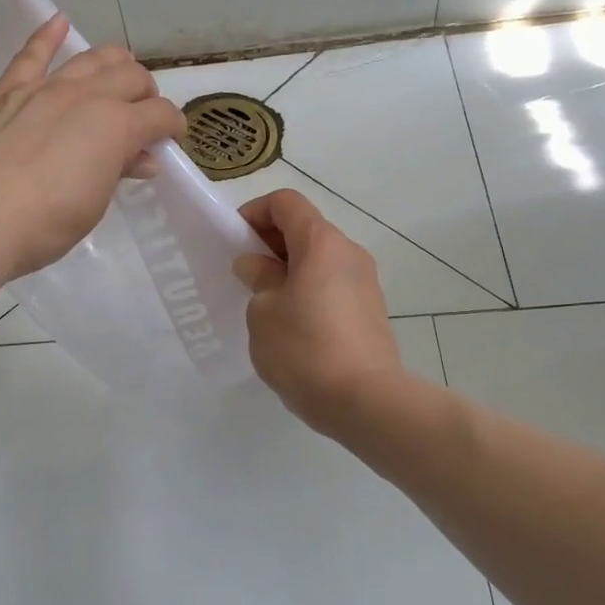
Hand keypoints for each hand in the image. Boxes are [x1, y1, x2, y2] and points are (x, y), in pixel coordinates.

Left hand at [0, 14, 185, 279]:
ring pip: (91, 58)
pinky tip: (59, 22)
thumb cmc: (44, 223)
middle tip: (144, 115)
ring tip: (120, 73)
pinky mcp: (7, 91)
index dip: (173, 127)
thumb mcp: (93, 204)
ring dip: (113, 62)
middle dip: (146, 93)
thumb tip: (142, 157)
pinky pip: (32, 54)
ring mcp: (45, 88)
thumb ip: (118, 171)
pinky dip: (48, 35)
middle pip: (131, 77)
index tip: (171, 141)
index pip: (160, 115)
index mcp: (117, 126)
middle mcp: (87, 96)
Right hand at [233, 189, 406, 434]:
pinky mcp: (370, 311)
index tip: (234, 240)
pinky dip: (308, 290)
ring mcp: (365, 283)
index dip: (255, 212)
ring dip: (289, 269)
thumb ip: (258, 279)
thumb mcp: (263, 311)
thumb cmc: (304, 348)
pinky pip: (332, 285)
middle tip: (243, 273)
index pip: (286, 203)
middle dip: (270, 243)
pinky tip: (290, 324)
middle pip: (305, 229)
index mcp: (322, 242)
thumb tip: (258, 265)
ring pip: (319, 260)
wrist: (364, 401)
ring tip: (264, 302)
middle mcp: (349, 253)